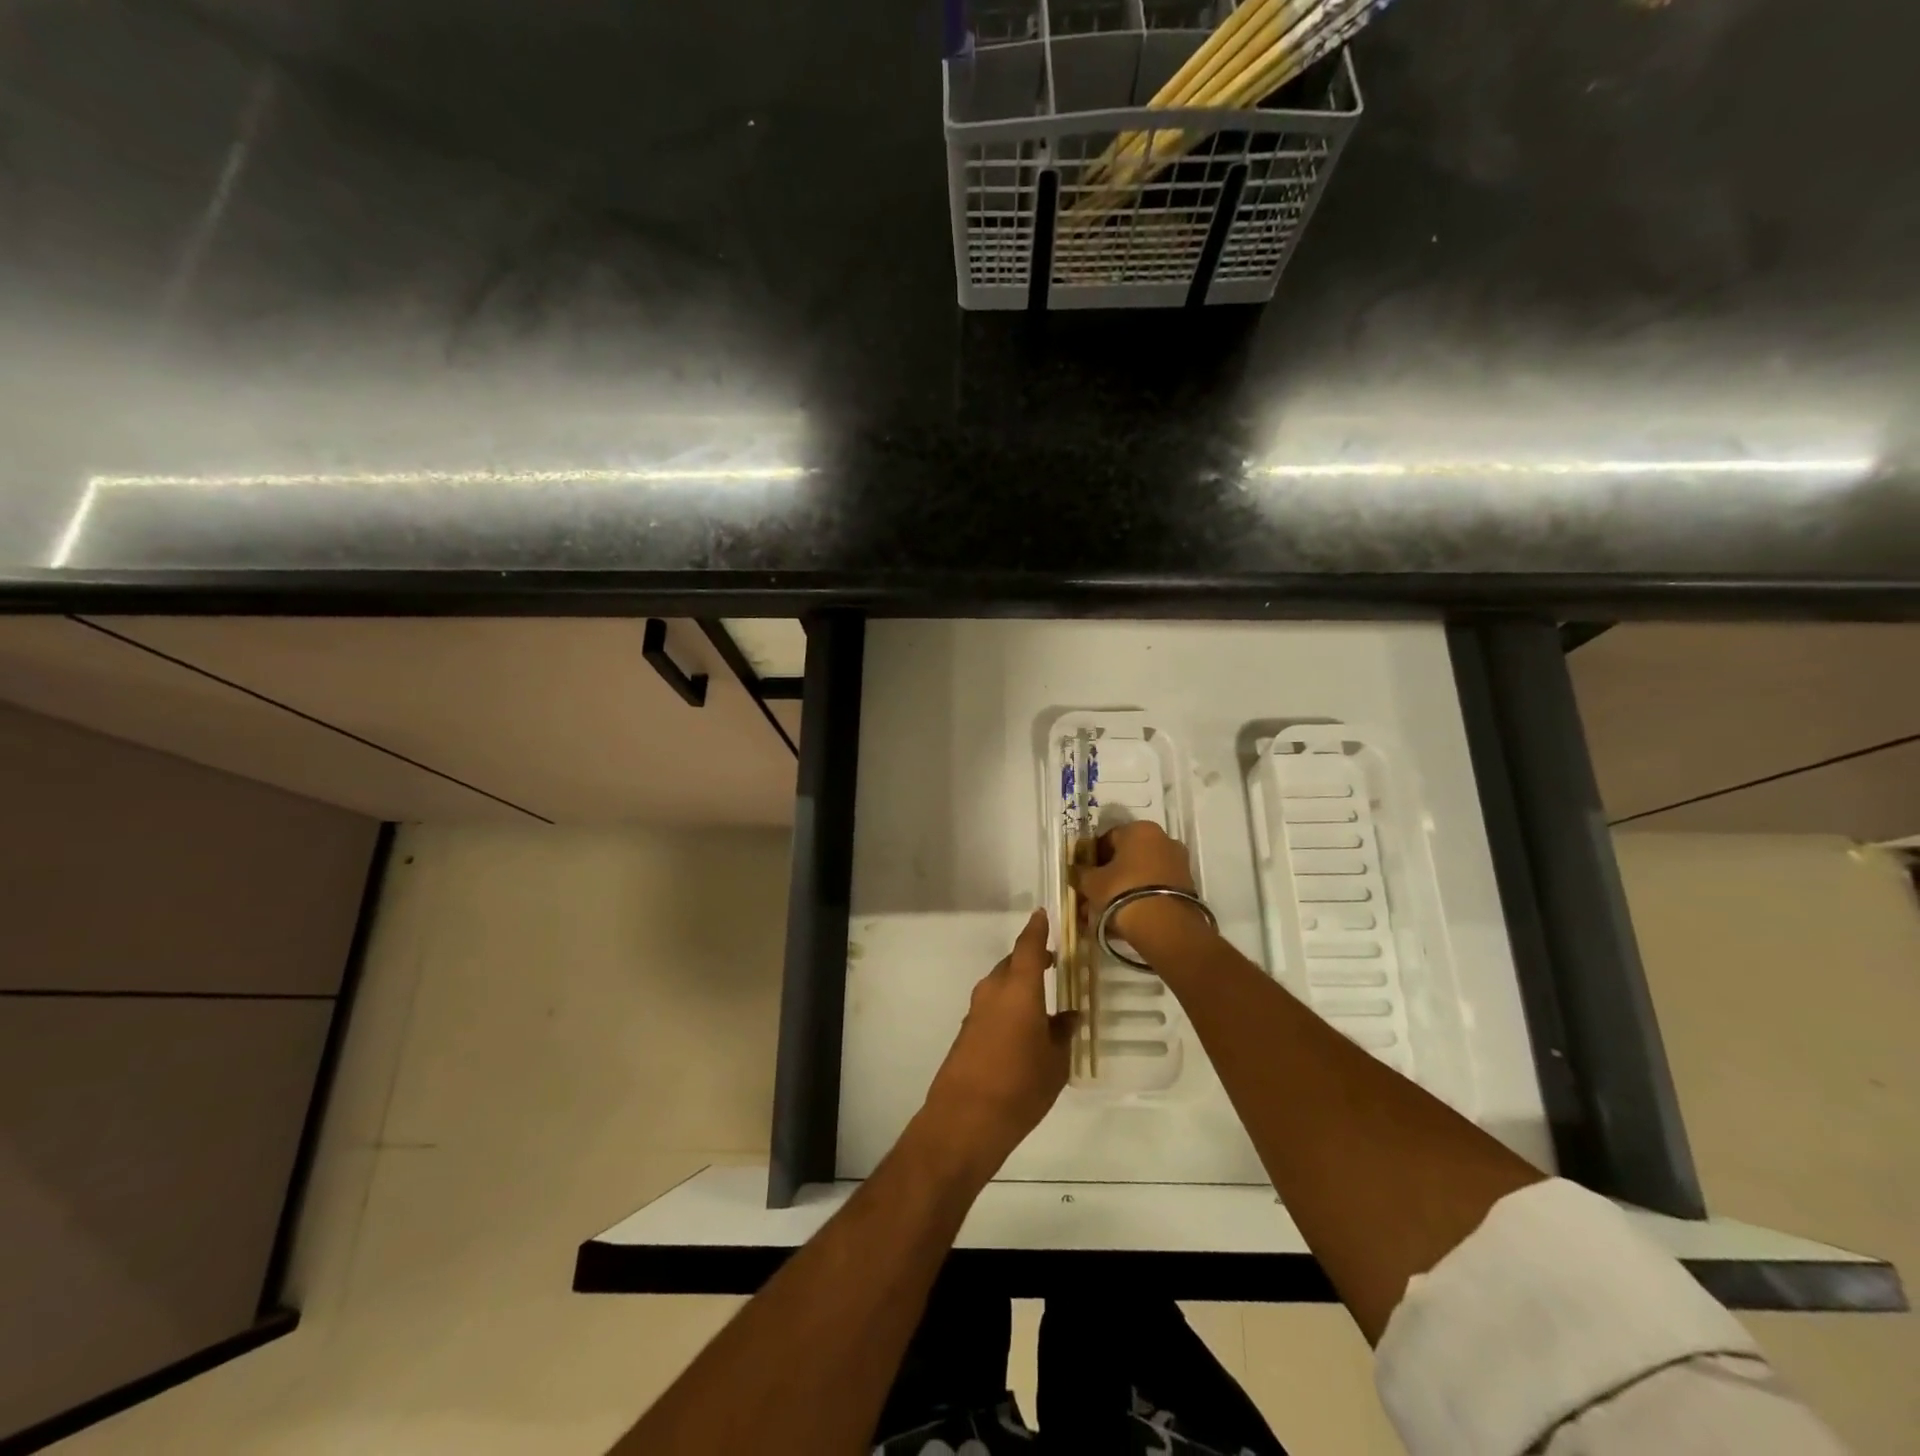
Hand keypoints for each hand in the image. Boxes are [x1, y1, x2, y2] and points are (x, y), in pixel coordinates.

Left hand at [920, 910, 1075, 1170]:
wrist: (965, 1119)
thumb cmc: (1020, 1086)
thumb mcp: (1055, 1062)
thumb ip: (1063, 1033)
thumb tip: (1069, 1016)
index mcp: (1019, 989)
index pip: (1028, 946)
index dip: (1036, 929)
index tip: (1043, 914)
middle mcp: (994, 991)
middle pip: (1012, 964)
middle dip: (1031, 960)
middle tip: (1053, 964)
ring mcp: (976, 1011)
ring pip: (1000, 985)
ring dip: (1018, 985)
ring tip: (1042, 1000)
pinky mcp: (967, 1032)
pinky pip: (991, 1006)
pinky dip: (1007, 1006)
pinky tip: (1022, 1028)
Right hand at [1073, 821, 1207, 953]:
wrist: (1165, 926)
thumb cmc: (1122, 891)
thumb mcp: (1092, 882)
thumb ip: (1082, 872)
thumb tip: (1078, 870)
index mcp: (1140, 829)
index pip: (1108, 838)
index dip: (1093, 857)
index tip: (1084, 875)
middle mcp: (1163, 839)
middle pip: (1127, 856)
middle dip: (1110, 875)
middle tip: (1094, 895)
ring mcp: (1178, 863)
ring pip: (1141, 875)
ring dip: (1124, 889)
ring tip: (1107, 913)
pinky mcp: (1186, 887)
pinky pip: (1155, 889)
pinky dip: (1140, 899)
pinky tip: (1126, 919)